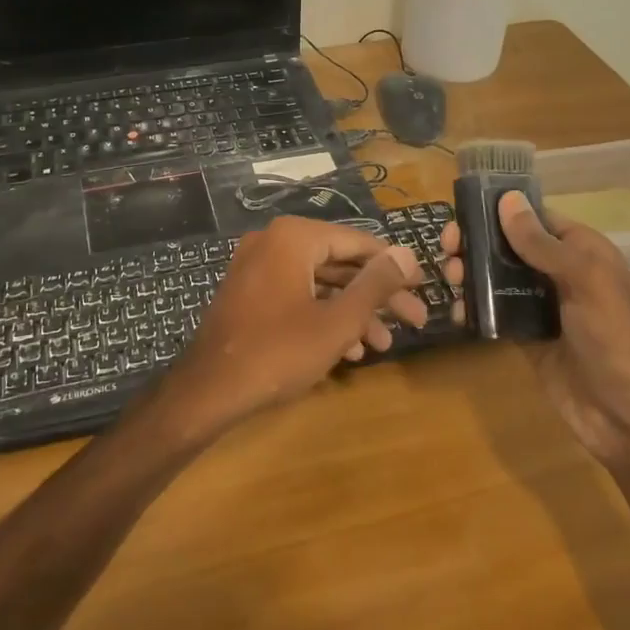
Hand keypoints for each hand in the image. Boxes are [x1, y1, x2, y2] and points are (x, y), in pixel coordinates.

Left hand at [157, 217, 425, 434]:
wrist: (208, 391)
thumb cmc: (277, 352)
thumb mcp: (337, 321)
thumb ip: (375, 285)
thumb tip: (407, 254)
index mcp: (293, 237)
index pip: (358, 242)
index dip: (393, 267)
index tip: (422, 288)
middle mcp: (273, 242)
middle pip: (339, 264)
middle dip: (377, 296)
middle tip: (415, 321)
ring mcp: (257, 268)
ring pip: (319, 284)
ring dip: (353, 312)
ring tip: (384, 344)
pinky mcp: (249, 293)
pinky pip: (296, 295)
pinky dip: (323, 316)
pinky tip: (349, 349)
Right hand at [438, 192, 629, 462]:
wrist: (626, 418)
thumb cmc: (614, 339)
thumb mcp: (584, 282)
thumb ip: (542, 244)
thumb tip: (507, 200)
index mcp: (583, 252)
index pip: (536, 218)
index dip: (500, 212)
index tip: (463, 215)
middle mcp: (561, 273)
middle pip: (511, 246)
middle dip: (478, 244)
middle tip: (448, 251)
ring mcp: (543, 306)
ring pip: (498, 278)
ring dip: (471, 273)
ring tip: (451, 278)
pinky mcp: (527, 336)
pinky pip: (495, 313)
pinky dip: (474, 307)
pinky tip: (456, 310)